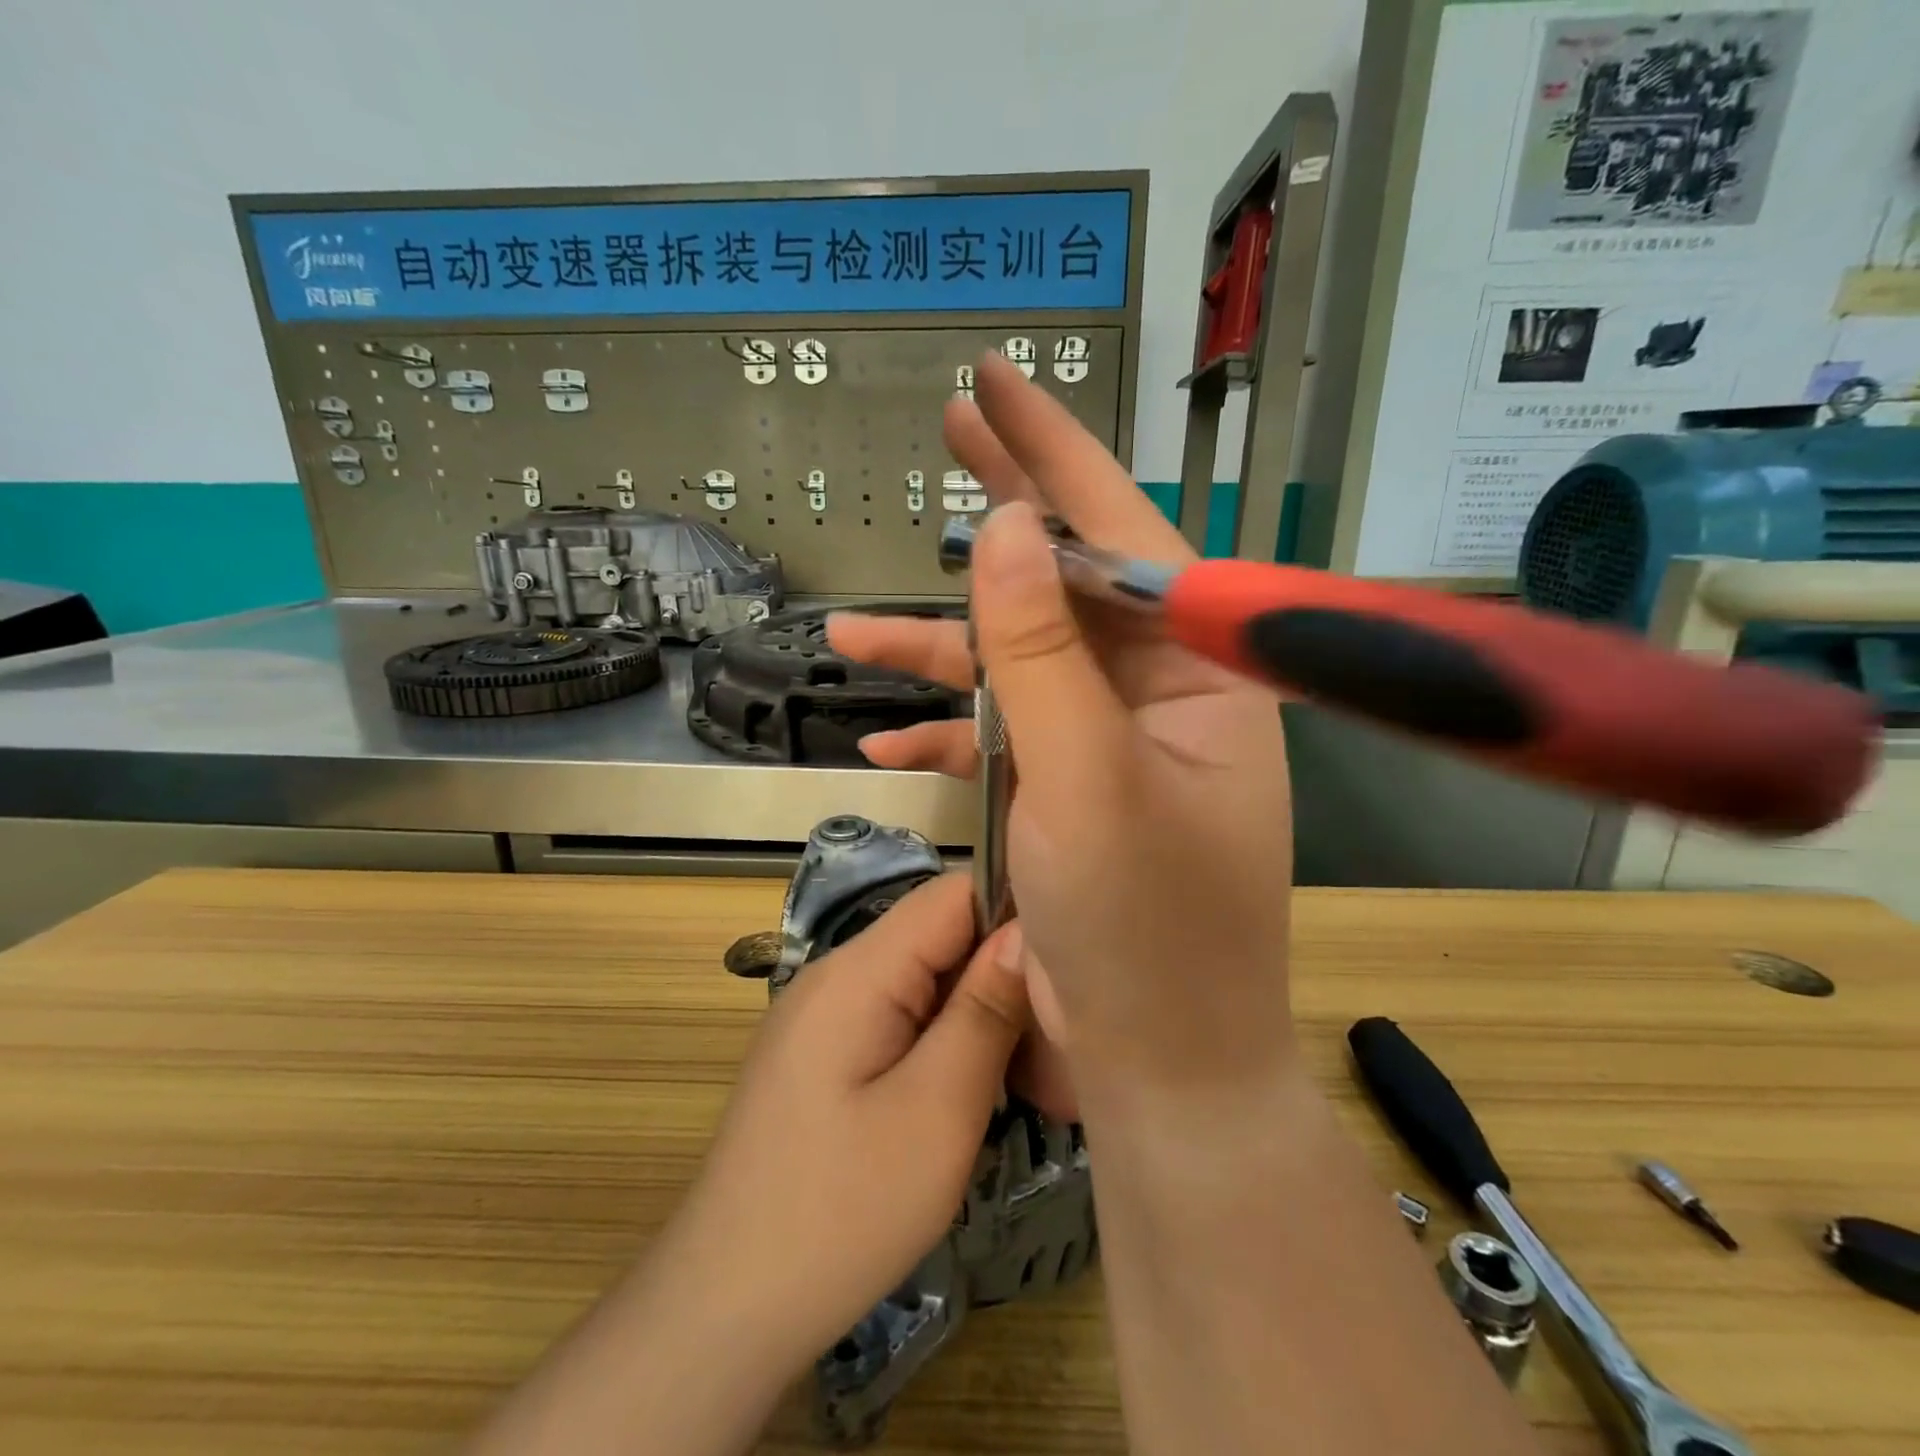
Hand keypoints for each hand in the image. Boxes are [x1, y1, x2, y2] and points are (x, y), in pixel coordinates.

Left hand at [659, 873, 1026, 1370]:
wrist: (725, 1310)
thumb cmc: (841, 1212)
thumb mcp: (937, 1110)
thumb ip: (985, 1010)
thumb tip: (1027, 931)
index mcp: (858, 971)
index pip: (953, 895)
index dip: (1017, 916)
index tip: (1068, 976)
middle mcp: (838, 975)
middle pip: (944, 940)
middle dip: (1007, 985)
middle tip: (1058, 1061)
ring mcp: (827, 1016)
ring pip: (929, 985)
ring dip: (984, 1024)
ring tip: (1032, 1091)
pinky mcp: (826, 1055)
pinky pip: (904, 1022)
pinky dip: (950, 1048)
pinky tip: (977, 1100)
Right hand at [828, 352, 1295, 1113]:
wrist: (1160, 1066)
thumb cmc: (1146, 931)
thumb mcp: (1086, 780)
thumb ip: (1043, 652)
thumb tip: (1004, 526)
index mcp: (1200, 674)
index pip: (1124, 534)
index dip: (1054, 454)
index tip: (993, 386)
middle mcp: (1162, 694)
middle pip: (1069, 582)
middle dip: (1001, 520)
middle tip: (948, 435)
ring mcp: (1111, 743)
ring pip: (1020, 665)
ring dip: (937, 653)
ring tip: (850, 633)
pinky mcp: (1070, 791)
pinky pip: (1004, 740)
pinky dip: (947, 739)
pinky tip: (887, 748)